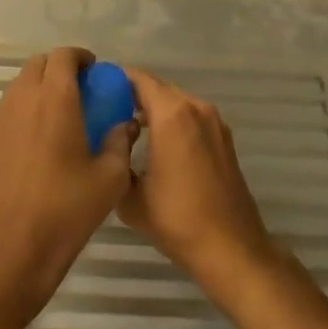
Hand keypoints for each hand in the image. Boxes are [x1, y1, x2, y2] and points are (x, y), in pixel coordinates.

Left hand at [0, 47, 135, 328]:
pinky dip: (28, 106)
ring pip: (22, 83)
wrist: (10, 253)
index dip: (81, 57)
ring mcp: (1, 119)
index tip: (96, 72)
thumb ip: (120, 142)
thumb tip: (127, 123)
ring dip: (42, 86)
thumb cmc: (65, 212)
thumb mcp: (109, 179)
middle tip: (82, 90)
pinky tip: (44, 137)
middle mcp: (23, 99)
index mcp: (54, 99)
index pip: (63, 56)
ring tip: (64, 112)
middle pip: (39, 64)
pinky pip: (11, 106)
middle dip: (60, 68)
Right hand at [119, 68, 280, 297]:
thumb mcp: (131, 197)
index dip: (116, 79)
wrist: (231, 249)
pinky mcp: (224, 139)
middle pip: (158, 88)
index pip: (139, 79)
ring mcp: (214, 122)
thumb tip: (113, 147)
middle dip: (133, 95)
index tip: (96, 89)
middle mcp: (196, 108)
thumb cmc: (178, 220)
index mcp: (172, 114)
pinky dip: (173, 121)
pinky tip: (157, 144)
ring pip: (176, 102)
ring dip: (154, 108)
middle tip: (106, 109)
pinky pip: (191, 117)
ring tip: (127, 127)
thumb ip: (116, 162)